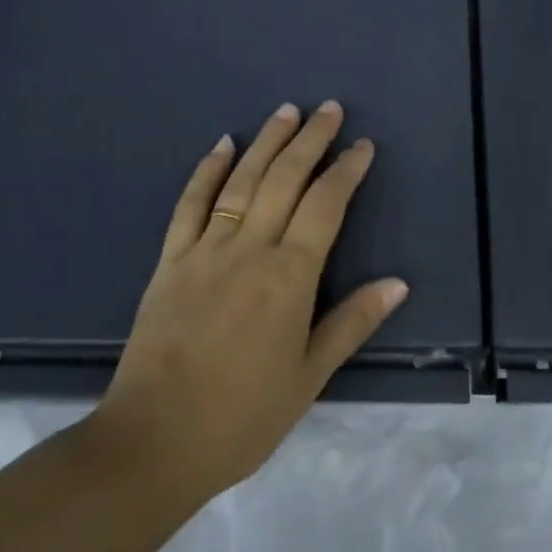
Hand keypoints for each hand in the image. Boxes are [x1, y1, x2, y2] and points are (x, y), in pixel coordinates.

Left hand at [87, 101, 406, 505]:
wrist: (152, 443)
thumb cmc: (241, 417)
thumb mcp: (308, 377)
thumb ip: (352, 323)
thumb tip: (398, 282)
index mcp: (289, 276)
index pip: (326, 205)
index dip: (346, 170)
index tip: (362, 145)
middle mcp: (250, 249)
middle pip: (285, 179)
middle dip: (311, 139)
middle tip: (330, 108)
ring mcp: (205, 250)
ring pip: (242, 181)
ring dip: (267, 142)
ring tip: (287, 111)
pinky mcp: (170, 261)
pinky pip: (191, 205)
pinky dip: (207, 170)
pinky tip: (223, 144)